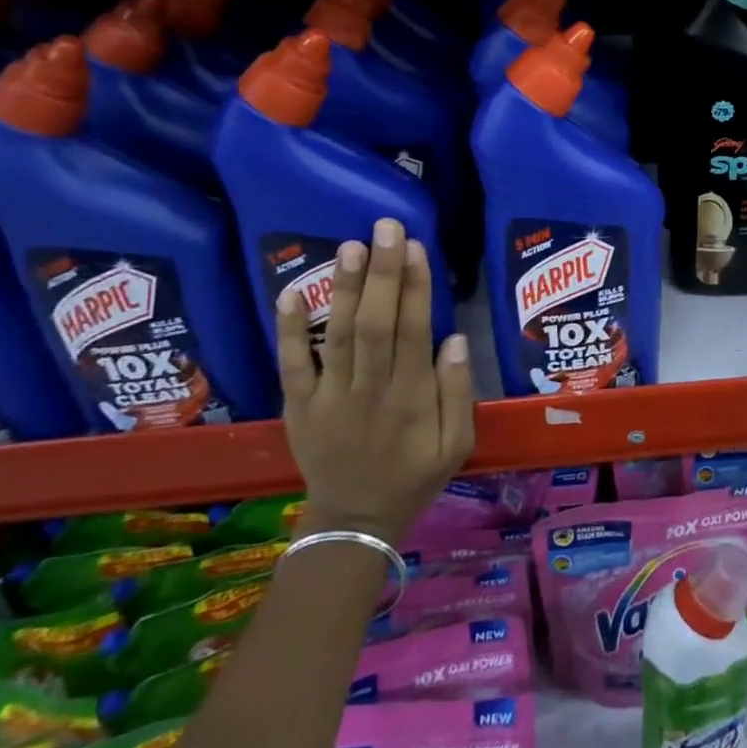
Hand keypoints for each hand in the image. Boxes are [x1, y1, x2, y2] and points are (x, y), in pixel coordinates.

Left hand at [275, 218, 472, 543]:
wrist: (355, 520)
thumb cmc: (414, 476)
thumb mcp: (458, 444)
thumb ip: (458, 393)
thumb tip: (454, 339)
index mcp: (411, 398)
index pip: (414, 332)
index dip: (416, 288)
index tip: (416, 247)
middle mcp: (370, 390)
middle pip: (376, 324)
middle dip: (382, 273)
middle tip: (385, 227)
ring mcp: (329, 397)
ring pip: (337, 335)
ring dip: (344, 288)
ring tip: (350, 245)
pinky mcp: (299, 405)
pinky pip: (291, 364)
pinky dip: (288, 329)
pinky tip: (290, 292)